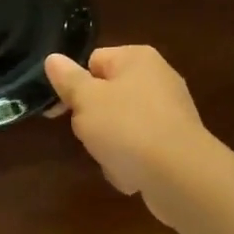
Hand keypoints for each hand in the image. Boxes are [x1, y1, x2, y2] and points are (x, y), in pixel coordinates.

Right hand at [44, 46, 217, 216]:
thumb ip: (68, 79)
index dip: (74, 85)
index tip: (62, 110)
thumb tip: (53, 58)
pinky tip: (131, 175)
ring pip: (122, 125)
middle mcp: (158, 78)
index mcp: (137, 58)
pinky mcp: (177, 142)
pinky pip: (142, 148)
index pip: (94, 61)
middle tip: (90, 135)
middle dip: (94, 119)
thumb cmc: (127, 127)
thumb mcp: (86, 101)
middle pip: (108, 95)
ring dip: (110, 145)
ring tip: (112, 160)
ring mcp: (171, 111)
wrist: (180, 175)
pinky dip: (132, 161)